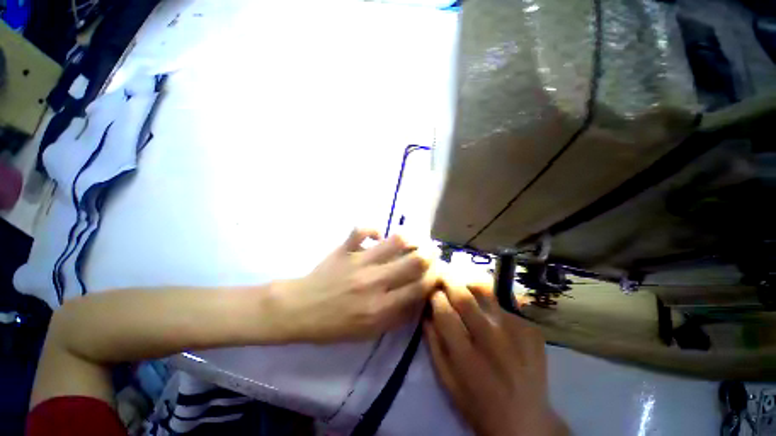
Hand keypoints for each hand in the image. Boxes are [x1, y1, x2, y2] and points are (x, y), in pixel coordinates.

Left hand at [273, 228, 436, 342]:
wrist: (299, 310)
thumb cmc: (334, 325)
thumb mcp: (369, 332)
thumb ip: (396, 317)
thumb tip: (417, 298)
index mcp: (381, 307)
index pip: (419, 287)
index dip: (434, 276)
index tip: (438, 270)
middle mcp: (375, 282)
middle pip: (413, 261)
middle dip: (430, 254)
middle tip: (432, 250)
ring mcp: (359, 261)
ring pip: (395, 241)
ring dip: (410, 237)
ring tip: (414, 238)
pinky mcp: (344, 249)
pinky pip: (362, 229)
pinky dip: (373, 229)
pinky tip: (378, 236)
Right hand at [425, 283, 567, 435]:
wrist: (526, 422)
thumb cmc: (478, 404)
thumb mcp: (446, 380)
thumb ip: (433, 343)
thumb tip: (426, 311)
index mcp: (466, 356)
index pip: (444, 310)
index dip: (434, 296)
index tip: (431, 291)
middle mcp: (491, 340)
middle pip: (464, 296)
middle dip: (449, 280)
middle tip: (443, 273)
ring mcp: (515, 332)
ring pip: (485, 293)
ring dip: (469, 284)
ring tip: (463, 283)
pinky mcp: (531, 329)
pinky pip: (503, 306)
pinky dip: (491, 305)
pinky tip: (491, 316)